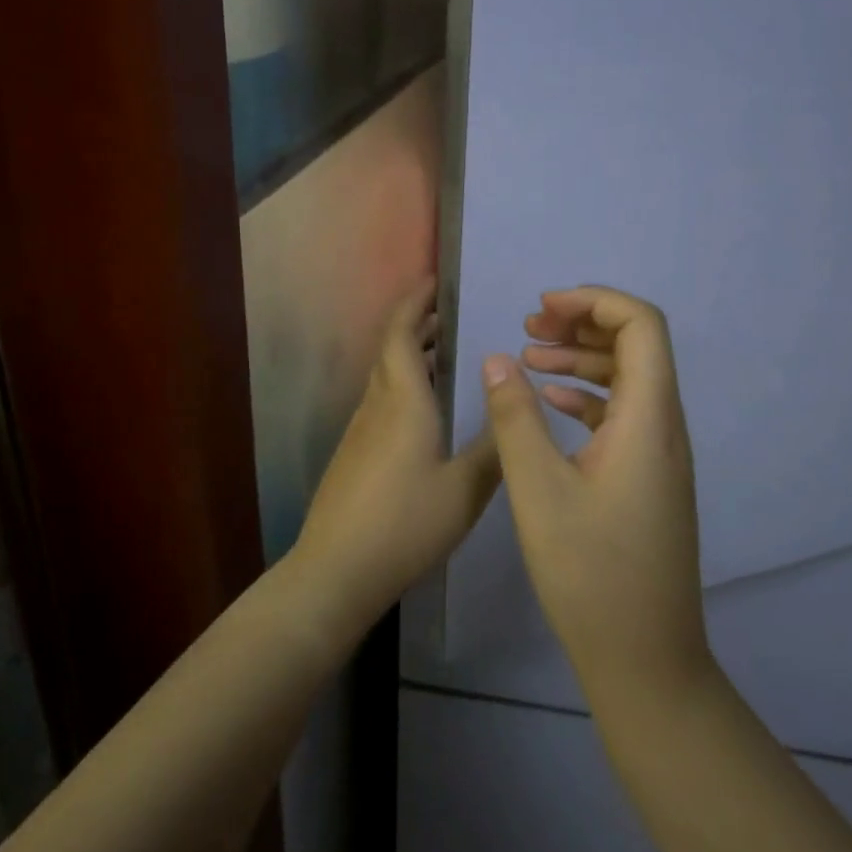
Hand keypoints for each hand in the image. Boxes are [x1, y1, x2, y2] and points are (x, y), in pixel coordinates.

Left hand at [290, 280, 500, 635]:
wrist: (337, 570)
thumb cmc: (405, 524)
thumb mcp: (464, 490)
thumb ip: (494, 448)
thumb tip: (514, 405)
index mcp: (403, 401)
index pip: (402, 333)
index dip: (416, 302)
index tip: (437, 281)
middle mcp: (377, 405)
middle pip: (391, 348)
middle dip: (417, 323)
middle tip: (451, 313)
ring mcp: (360, 430)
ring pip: (385, 375)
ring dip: (411, 354)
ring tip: (446, 353)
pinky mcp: (354, 453)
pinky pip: (381, 400)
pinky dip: (404, 384)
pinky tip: (426, 408)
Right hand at [482, 286, 711, 695]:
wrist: (644, 657)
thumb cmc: (590, 573)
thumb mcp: (539, 490)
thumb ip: (516, 418)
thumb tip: (500, 359)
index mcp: (648, 419)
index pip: (641, 326)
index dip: (594, 301)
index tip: (542, 308)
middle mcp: (665, 427)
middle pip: (637, 346)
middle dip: (583, 324)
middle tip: (529, 326)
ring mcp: (660, 455)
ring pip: (628, 381)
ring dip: (583, 359)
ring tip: (530, 357)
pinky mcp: (648, 479)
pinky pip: (623, 415)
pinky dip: (588, 396)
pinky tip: (551, 402)